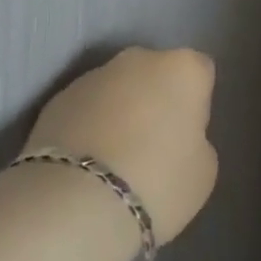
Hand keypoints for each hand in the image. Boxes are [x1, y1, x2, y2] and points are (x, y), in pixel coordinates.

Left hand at [24, 47, 218, 245]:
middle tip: (151, 145)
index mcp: (183, 68)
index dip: (196, 103)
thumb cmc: (157, 183)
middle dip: (155, 99)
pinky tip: (84, 165)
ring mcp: (94, 74)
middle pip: (156, 73)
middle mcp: (140, 58)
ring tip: (112, 161)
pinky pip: (86, 108)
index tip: (188, 135)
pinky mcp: (58, 97)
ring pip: (117, 88)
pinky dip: (88, 126)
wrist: (75, 202)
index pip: (201, 73)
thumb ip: (196, 140)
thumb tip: (176, 136)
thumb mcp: (202, 170)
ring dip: (119, 111)